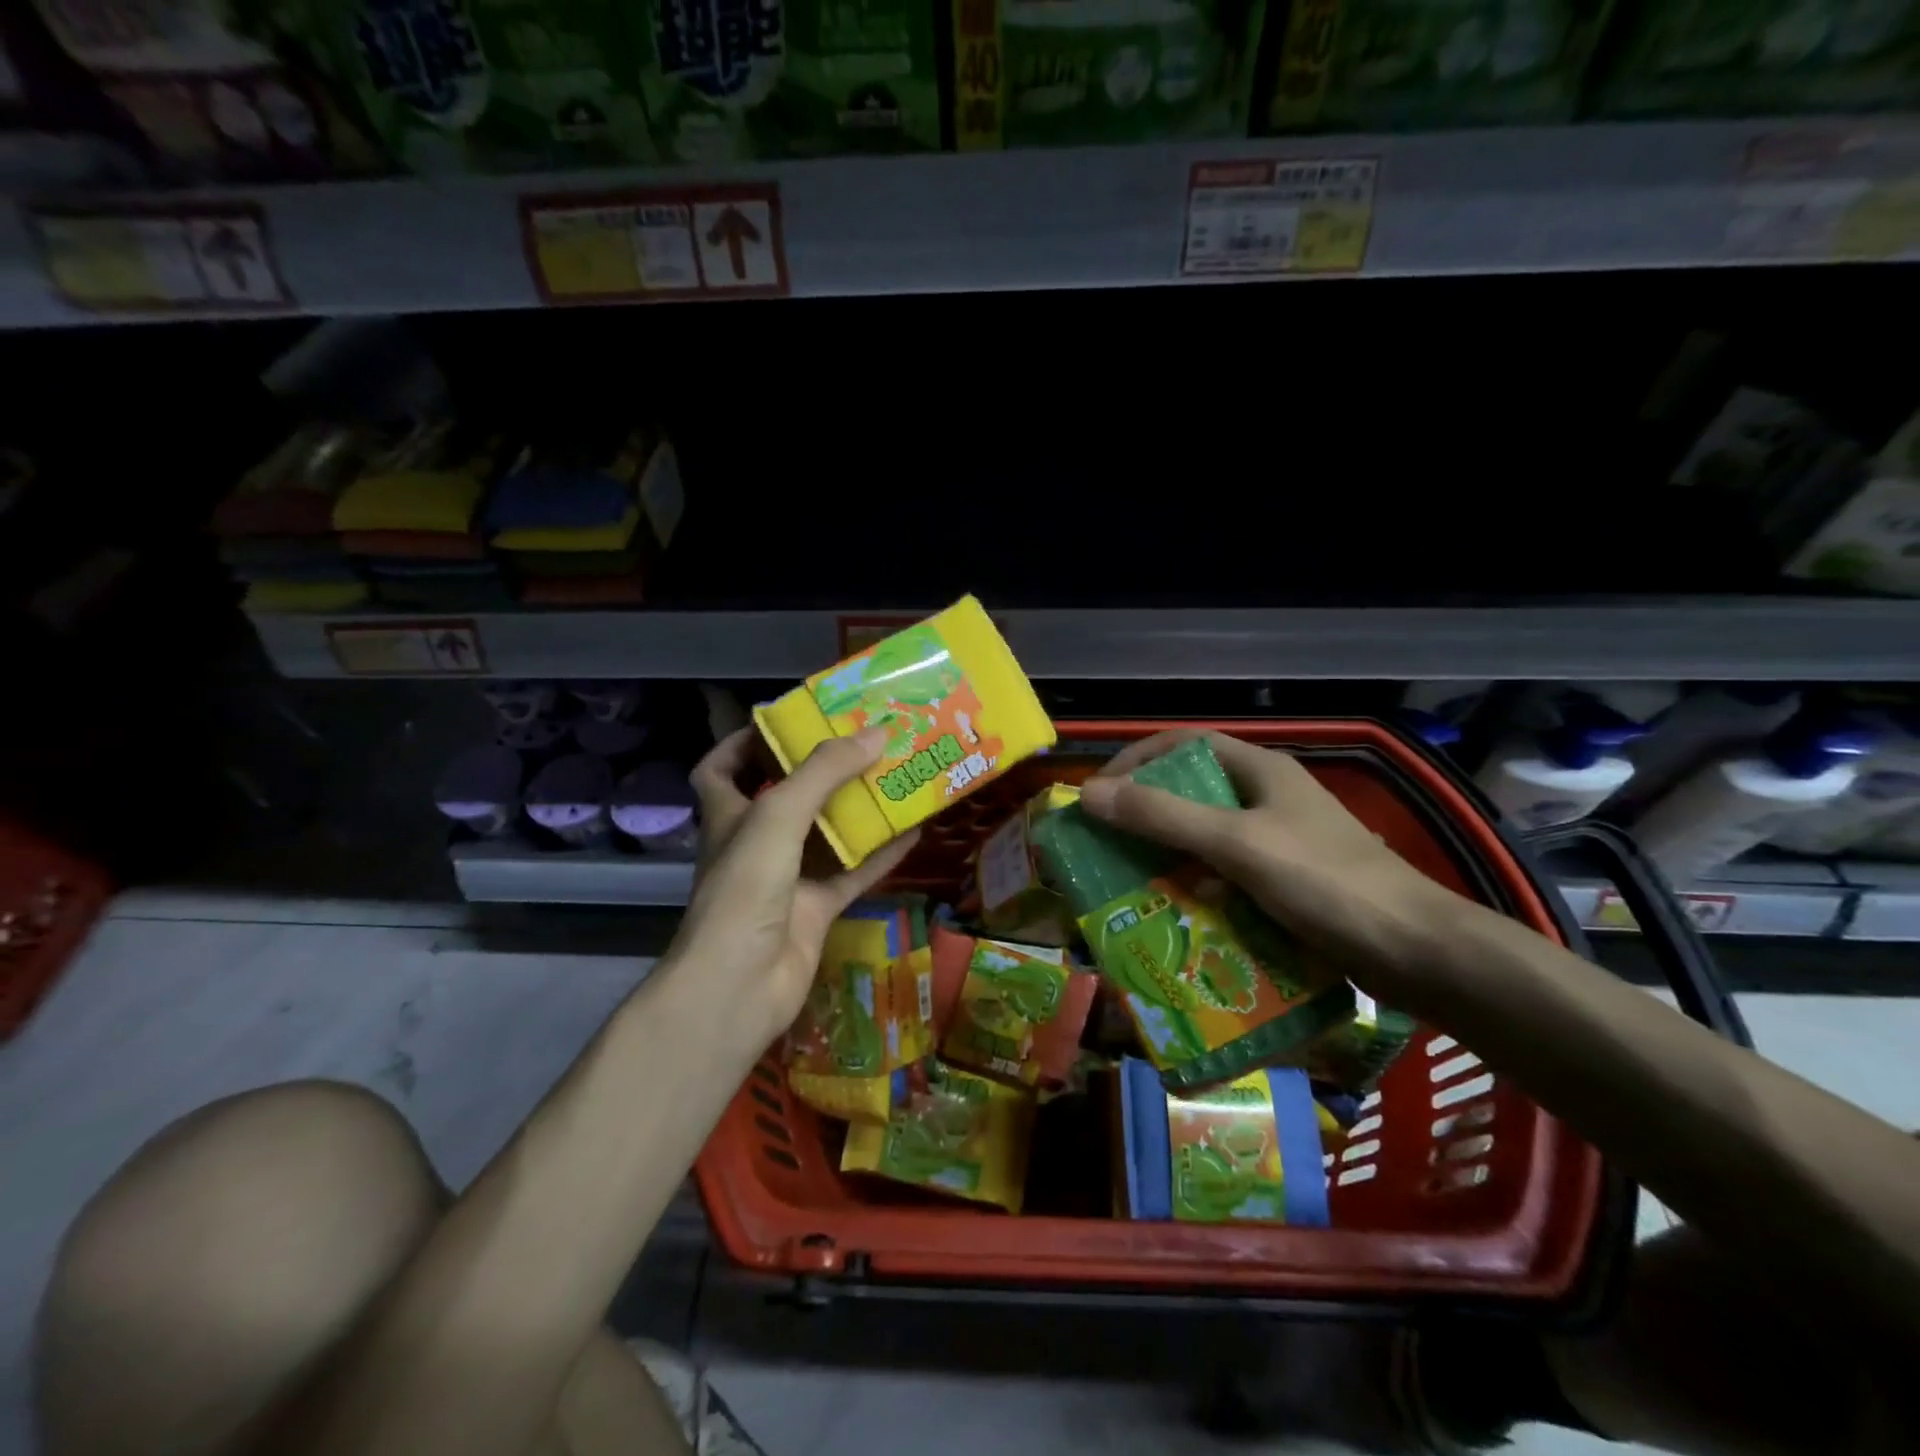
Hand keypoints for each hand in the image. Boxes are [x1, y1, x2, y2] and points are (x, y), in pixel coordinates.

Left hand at [674, 727, 919, 1050]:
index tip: (786, 721)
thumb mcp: (778, 815)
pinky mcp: (814, 910)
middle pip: (784, 796)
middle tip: (861, 741)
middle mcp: (754, 843)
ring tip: (894, 775)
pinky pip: (852, 873)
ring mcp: (785, 879)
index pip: (721, 769)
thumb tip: (877, 732)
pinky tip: (913, 832)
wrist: (740, 985)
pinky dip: (880, 854)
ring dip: (856, 809)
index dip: (744, 743)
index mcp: (728, 815)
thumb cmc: (745, 888)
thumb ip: (824, 771)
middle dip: (819, 770)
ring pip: (825, 835)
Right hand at [1077, 730, 1460, 991]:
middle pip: (1192, 794)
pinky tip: (1179, 918)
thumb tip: (1088, 793)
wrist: (1419, 952)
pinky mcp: (1290, 884)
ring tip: (1130, 885)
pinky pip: (1229, 877)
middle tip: (1104, 846)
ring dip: (1169, 858)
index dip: (1137, 761)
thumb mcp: (1236, 843)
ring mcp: (1282, 843)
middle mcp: (1269, 799)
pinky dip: (1199, 890)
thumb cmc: (1326, 882)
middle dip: (1146, 816)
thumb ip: (1163, 817)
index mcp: (1261, 771)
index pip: (1184, 745)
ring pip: (1208, 839)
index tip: (1098, 794)